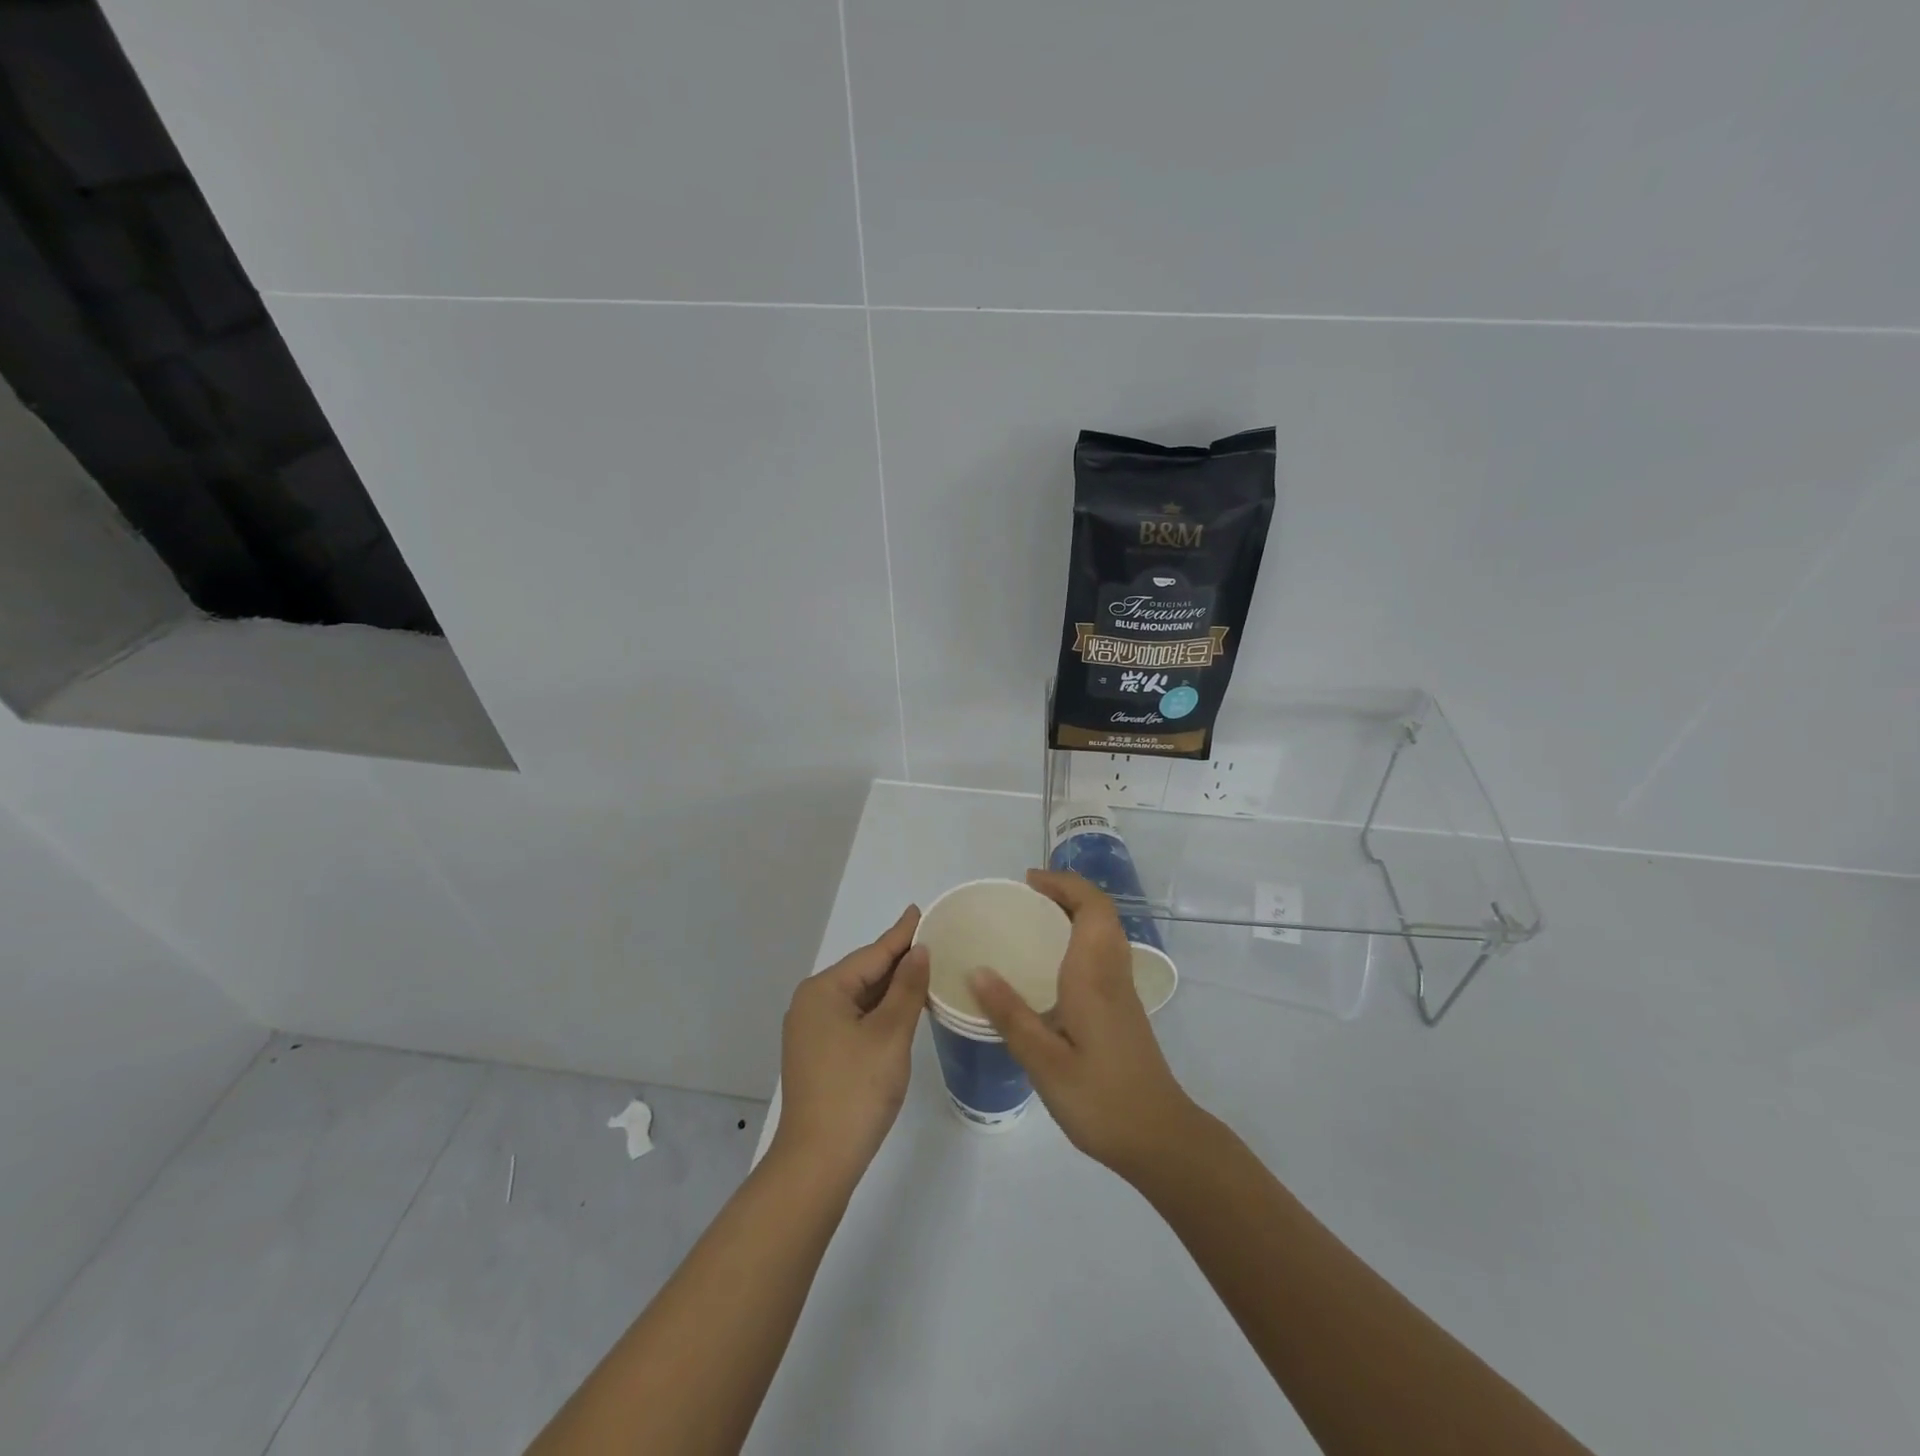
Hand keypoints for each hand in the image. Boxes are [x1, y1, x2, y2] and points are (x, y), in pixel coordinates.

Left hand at [771, 907, 929, 1178]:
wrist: (818, 1161)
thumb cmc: (856, 1089)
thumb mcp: (889, 1034)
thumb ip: (907, 988)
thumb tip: (918, 951)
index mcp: (824, 990)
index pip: (872, 954)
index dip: (901, 934)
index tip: (920, 910)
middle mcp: (812, 1003)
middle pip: (864, 973)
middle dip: (898, 961)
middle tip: (934, 941)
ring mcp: (812, 1030)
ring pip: (860, 998)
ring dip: (891, 988)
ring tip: (925, 969)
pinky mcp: (819, 1053)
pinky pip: (855, 1018)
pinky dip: (880, 1011)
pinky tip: (903, 1008)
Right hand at [970, 870, 1199, 1178]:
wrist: (1159, 1137)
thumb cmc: (1100, 1098)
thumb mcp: (1045, 1061)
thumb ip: (1011, 1014)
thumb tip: (977, 970)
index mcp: (1094, 974)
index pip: (1091, 907)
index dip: (1063, 884)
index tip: (1028, 881)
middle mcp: (1112, 972)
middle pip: (1100, 912)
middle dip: (1066, 892)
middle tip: (1026, 897)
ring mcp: (1122, 990)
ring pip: (1105, 931)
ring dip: (1075, 913)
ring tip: (1034, 920)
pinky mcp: (1123, 1008)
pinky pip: (1103, 952)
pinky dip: (1079, 938)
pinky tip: (1052, 965)